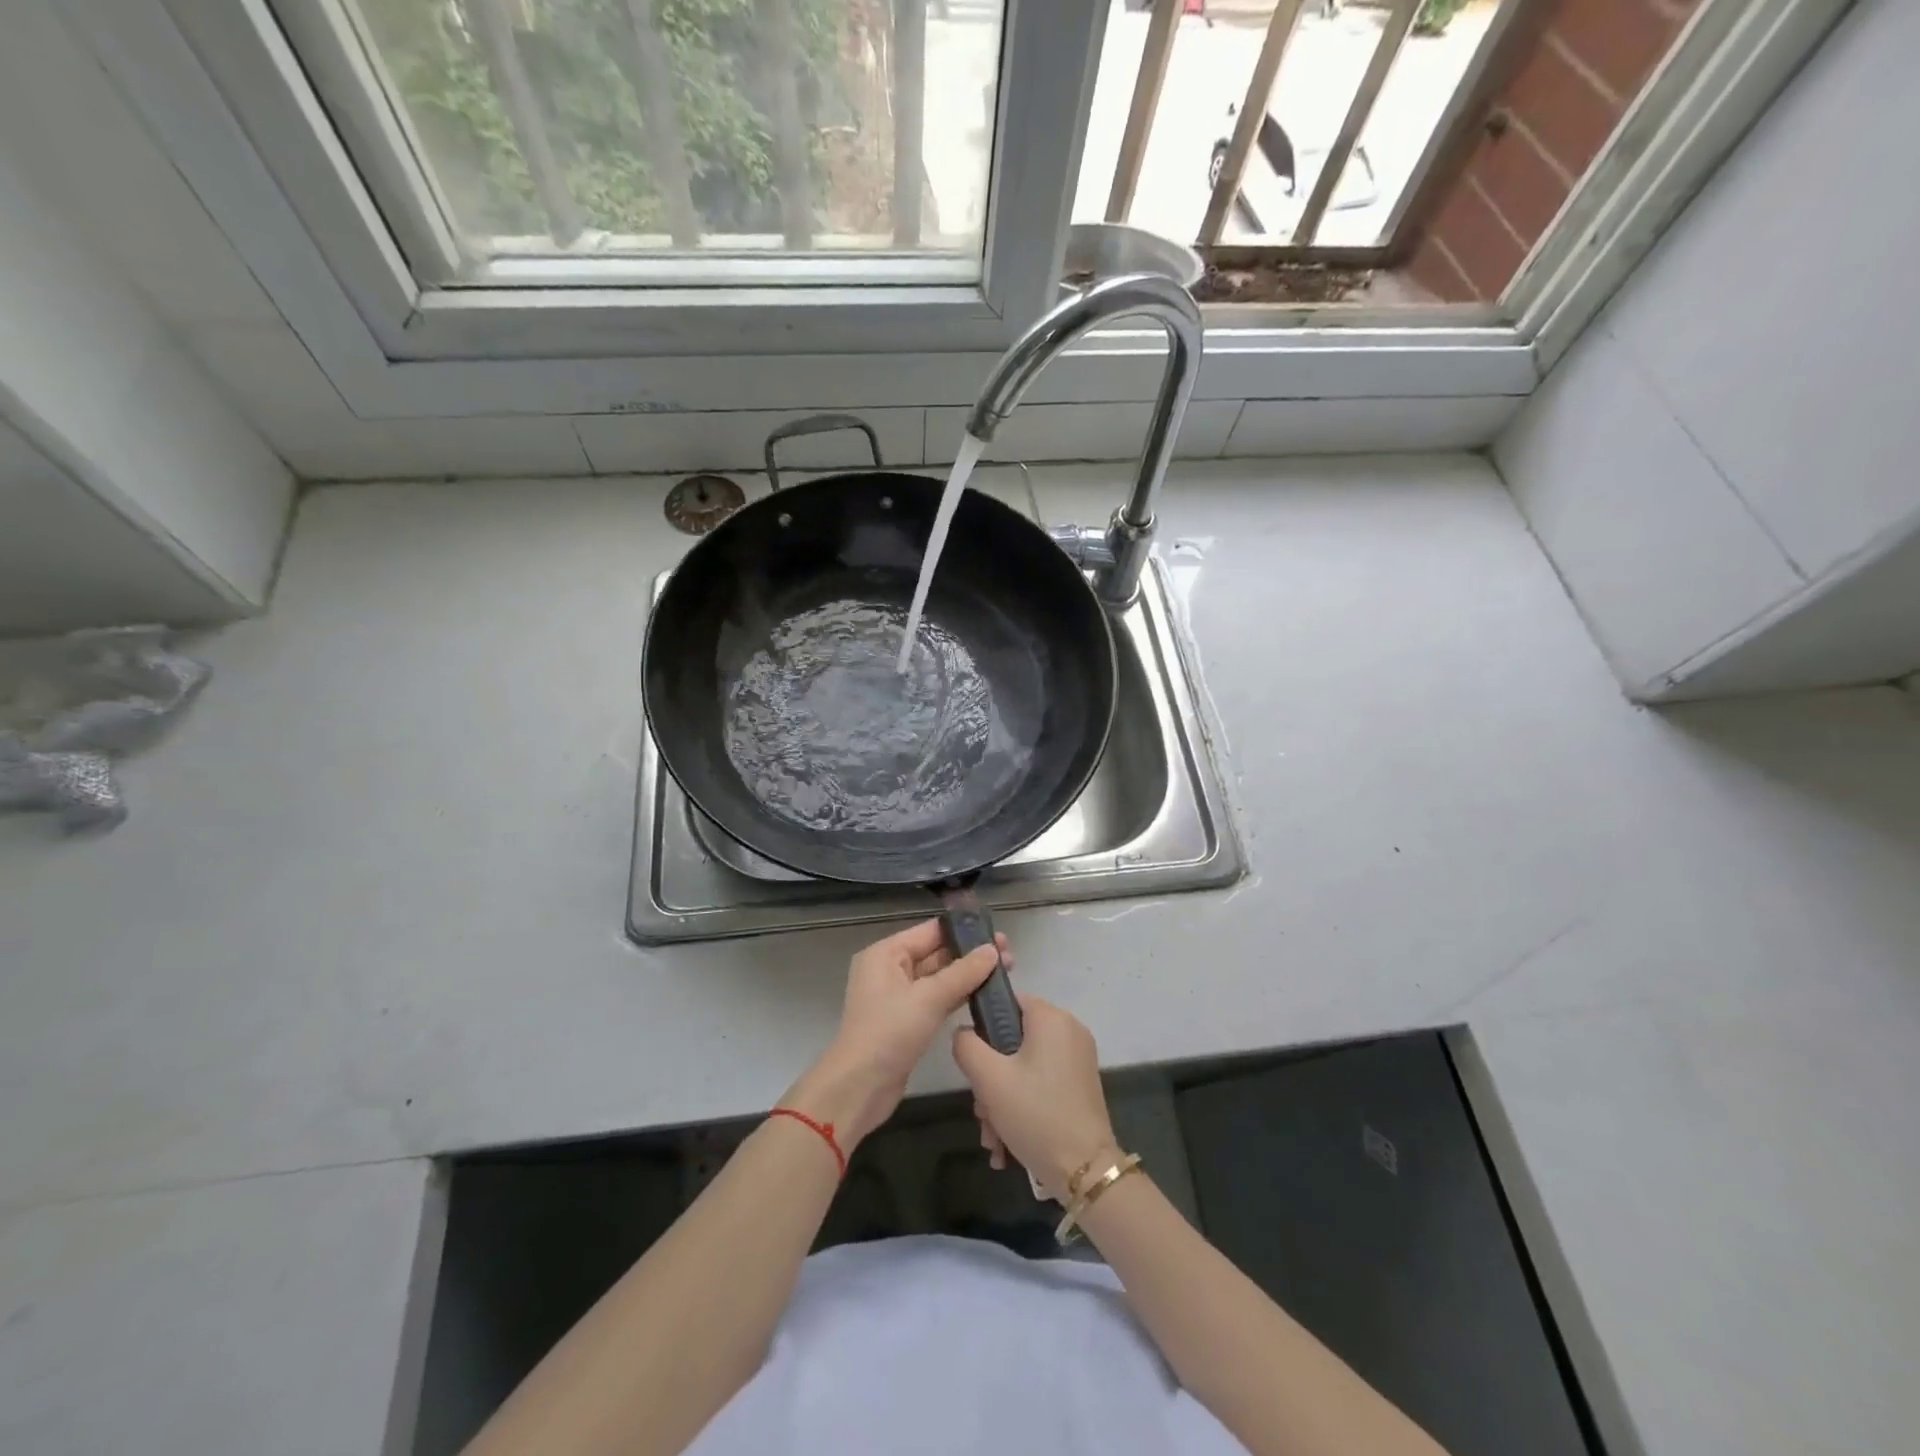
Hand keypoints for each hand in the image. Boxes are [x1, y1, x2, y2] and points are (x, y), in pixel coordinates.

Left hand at [785, 919, 1005, 1149]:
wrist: (860, 1088)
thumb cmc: (889, 1033)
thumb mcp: (928, 998)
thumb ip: (963, 972)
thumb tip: (992, 950)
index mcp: (886, 954)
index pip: (930, 932)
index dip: (964, 931)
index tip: (997, 933)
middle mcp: (890, 970)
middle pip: (936, 954)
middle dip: (970, 954)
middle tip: (1009, 955)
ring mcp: (899, 997)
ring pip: (939, 978)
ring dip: (968, 976)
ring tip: (1005, 972)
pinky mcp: (908, 1021)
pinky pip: (937, 1000)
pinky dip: (958, 996)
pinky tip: (985, 996)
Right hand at [953, 995, 1118, 1202]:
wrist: (1085, 1171)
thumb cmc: (1035, 1114)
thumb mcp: (988, 1078)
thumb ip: (967, 1045)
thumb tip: (964, 1033)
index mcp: (1051, 1018)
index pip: (1007, 1002)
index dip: (983, 1027)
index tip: (975, 1064)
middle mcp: (1069, 1031)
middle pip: (1012, 1041)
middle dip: (990, 1079)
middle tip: (982, 1112)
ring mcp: (1077, 1060)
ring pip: (1024, 1067)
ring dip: (1001, 1100)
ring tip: (993, 1138)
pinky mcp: (1080, 1086)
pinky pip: (1041, 1083)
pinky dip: (1022, 1106)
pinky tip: (1007, 1143)